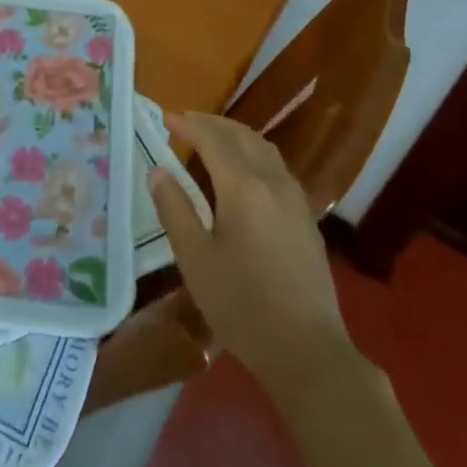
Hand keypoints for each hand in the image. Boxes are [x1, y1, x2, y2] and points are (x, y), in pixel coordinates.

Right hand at [149, 111, 352, 396]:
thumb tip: (158, 170)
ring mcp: (294, 198)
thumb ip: (175, 209)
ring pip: (263, 148)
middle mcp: (272, 181)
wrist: (308, 351)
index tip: (165, 115)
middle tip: (185, 121)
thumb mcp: (196, 260)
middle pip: (241, 136)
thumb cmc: (243, 306)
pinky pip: (276, 166)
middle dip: (212, 123)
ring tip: (212, 139)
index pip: (212, 139)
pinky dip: (254, 153)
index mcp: (243, 187)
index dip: (188, 124)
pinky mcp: (305, 217)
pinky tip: (244, 172)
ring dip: (235, 134)